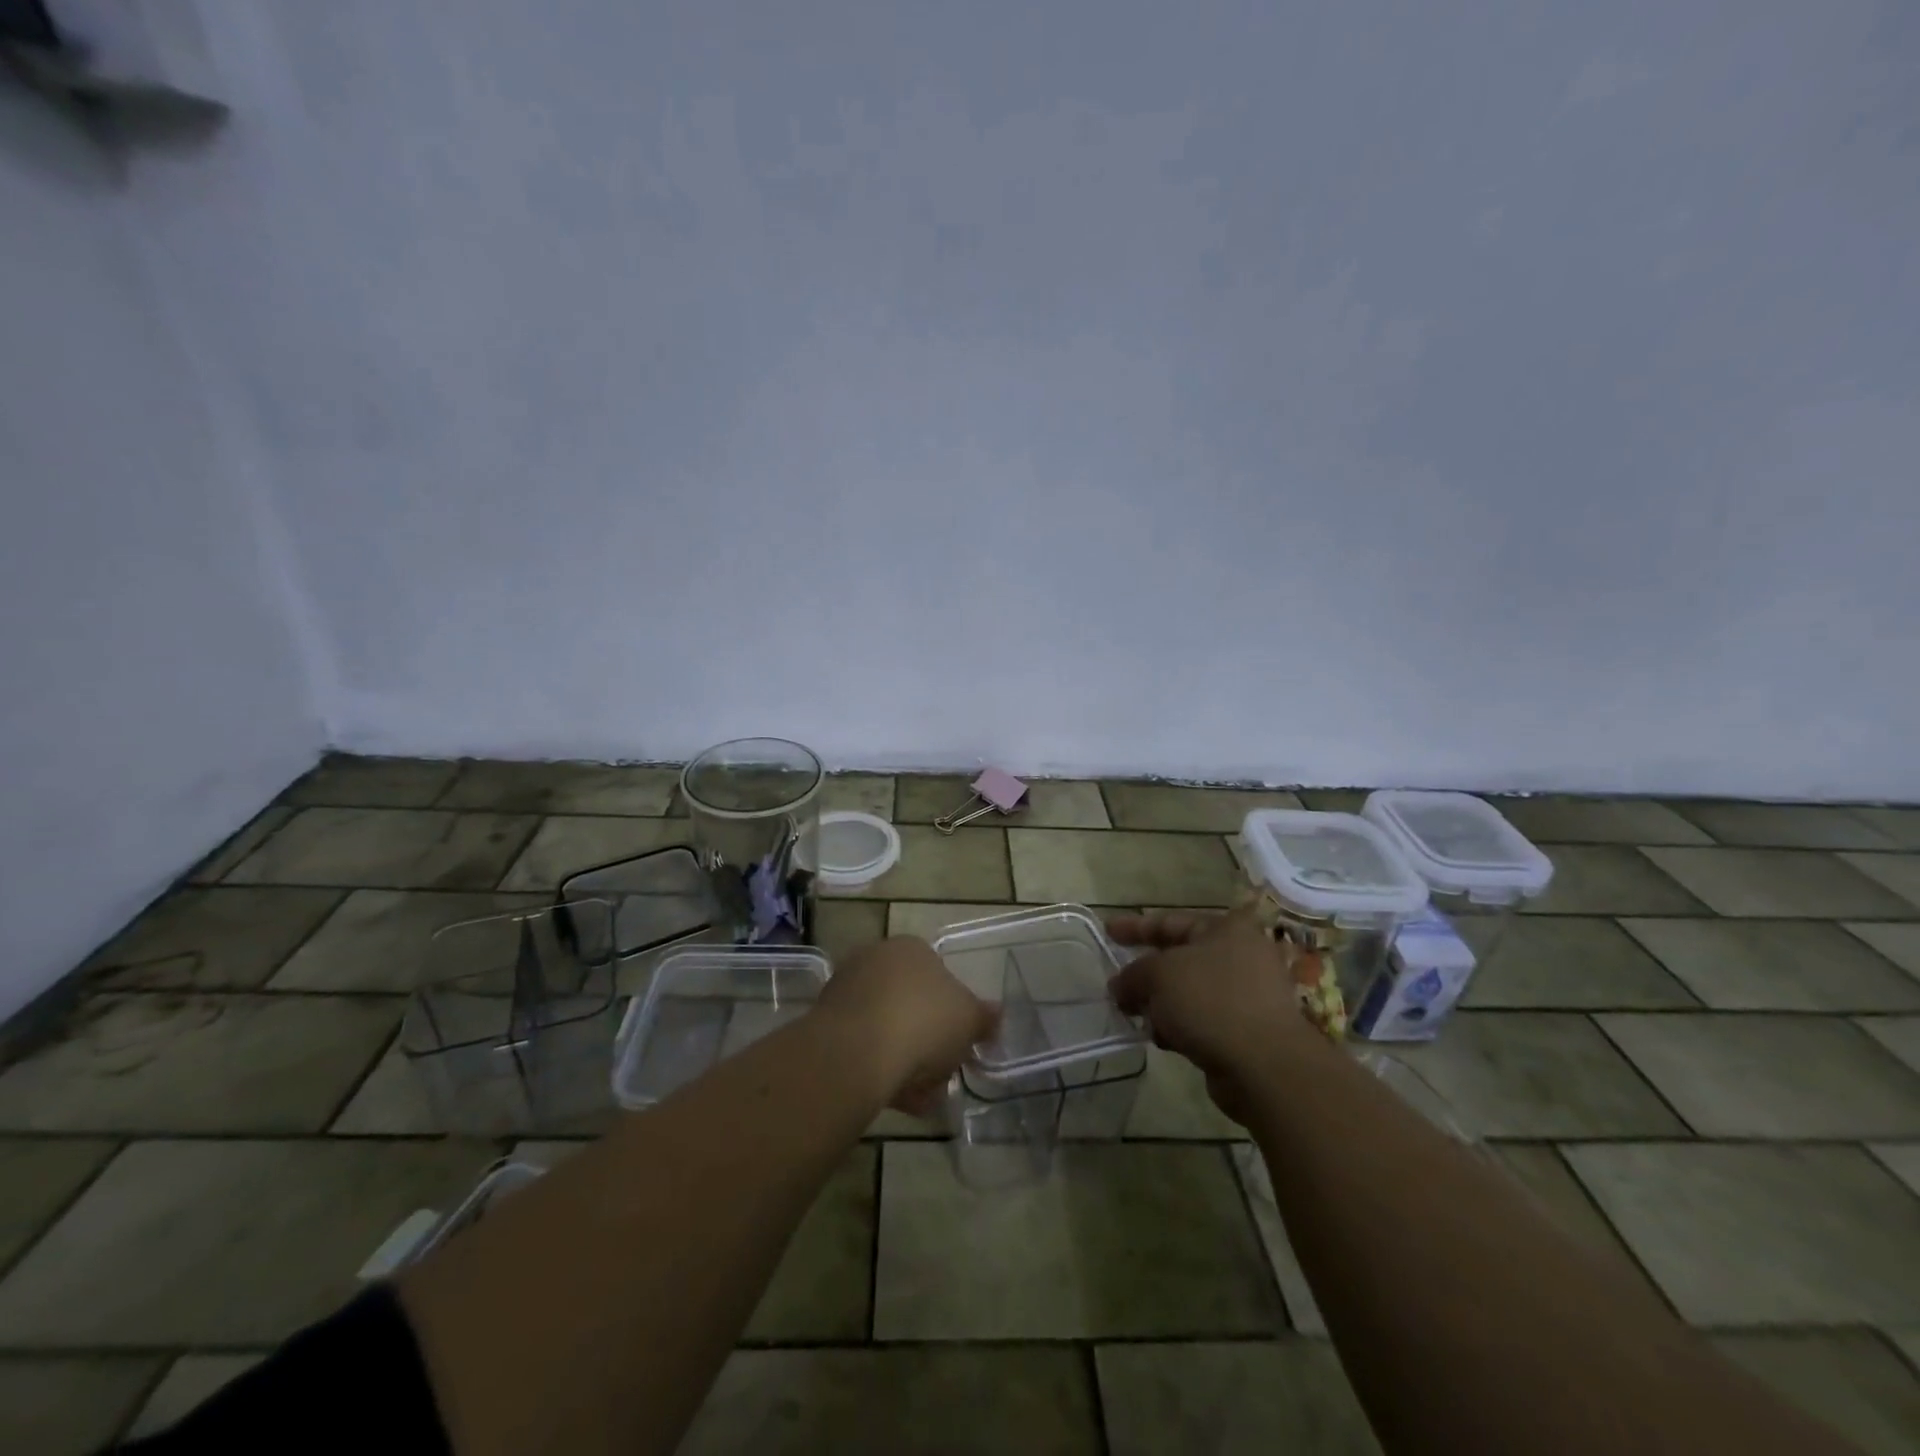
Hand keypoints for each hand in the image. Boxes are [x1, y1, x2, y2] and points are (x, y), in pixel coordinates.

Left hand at [816, 937, 998, 1116]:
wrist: (856, 1052)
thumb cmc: (923, 1021)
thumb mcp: (970, 1019)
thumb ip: (984, 1017)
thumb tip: (995, 1014)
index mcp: (911, 948)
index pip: (939, 975)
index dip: (954, 1014)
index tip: (960, 1045)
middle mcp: (875, 959)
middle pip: (912, 1005)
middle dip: (929, 1042)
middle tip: (942, 1075)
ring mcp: (846, 991)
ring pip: (887, 1029)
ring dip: (906, 1062)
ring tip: (922, 1097)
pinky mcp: (825, 1025)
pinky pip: (863, 1048)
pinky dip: (880, 1070)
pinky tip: (896, 1098)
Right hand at [1107, 906, 1313, 1119]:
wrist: (1265, 1066)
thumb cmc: (1211, 1001)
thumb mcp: (1159, 975)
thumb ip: (1132, 975)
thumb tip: (1119, 987)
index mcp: (1226, 928)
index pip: (1170, 921)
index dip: (1135, 926)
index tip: (1107, 931)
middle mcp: (1241, 955)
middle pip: (1180, 958)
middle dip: (1146, 973)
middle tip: (1117, 983)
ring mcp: (1248, 994)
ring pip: (1189, 992)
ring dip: (1160, 1004)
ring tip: (1134, 1017)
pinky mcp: (1247, 1030)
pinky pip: (1201, 1019)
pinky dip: (1179, 1025)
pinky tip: (1163, 1039)